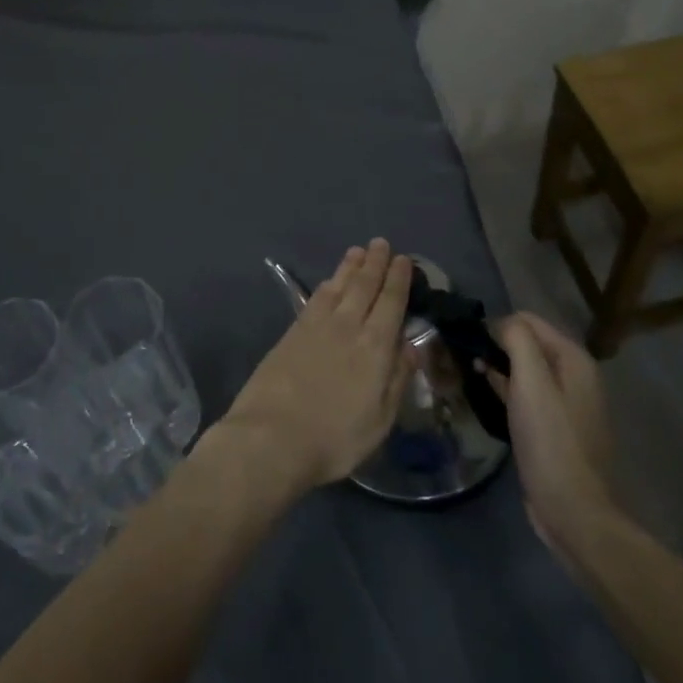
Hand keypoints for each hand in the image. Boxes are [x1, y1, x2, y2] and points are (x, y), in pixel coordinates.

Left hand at [220, 241, 413, 492]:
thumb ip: (397, 380)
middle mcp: (348, 327)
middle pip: (364, 287)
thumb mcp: (379, 420)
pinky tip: (330, 280)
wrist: (272, 436)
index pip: (391, 303)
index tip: (403, 260)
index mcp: (375, 348)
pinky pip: (316, 297)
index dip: (398, 280)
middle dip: (375, 263)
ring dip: (350, 267)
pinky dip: (327, 284)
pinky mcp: (292, 332)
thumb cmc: (334, 438)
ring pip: (339, 286)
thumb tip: (411, 348)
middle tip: (381, 243)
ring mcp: (317, 326)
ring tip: (358, 251)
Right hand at [482, 313, 620, 559]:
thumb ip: (517, 341)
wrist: (573, 510)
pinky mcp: (554, 427)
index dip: (496, 325)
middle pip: (527, 343)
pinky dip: (506, 389)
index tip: (467, 341)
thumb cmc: (550, 440)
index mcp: (573, 359)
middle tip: (462, 357)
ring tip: (467, 372)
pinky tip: (485, 395)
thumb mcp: (531, 382)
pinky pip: (526, 395)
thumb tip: (498, 323)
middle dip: (496, 345)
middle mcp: (574, 375)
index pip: (528, 320)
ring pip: (525, 370)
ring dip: (498, 367)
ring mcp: (566, 403)